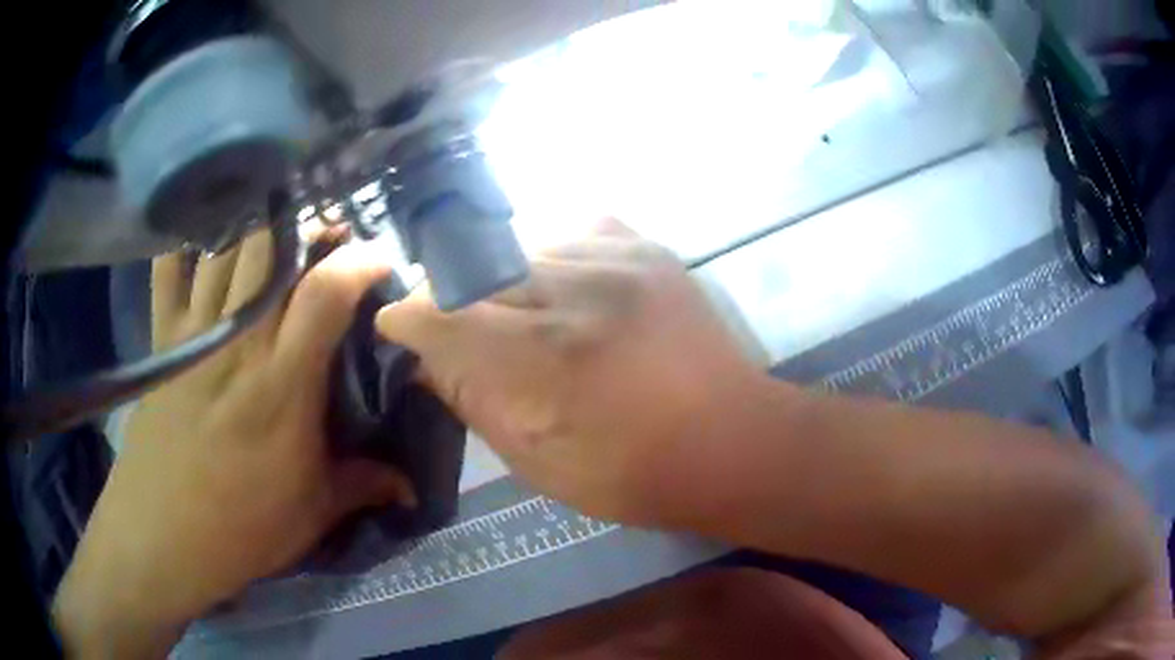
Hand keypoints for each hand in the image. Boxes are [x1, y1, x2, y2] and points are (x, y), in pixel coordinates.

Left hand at [54, 230, 413, 657]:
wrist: (163, 536)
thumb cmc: (243, 528)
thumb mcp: (314, 513)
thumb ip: (365, 485)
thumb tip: (414, 487)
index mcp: (283, 383)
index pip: (325, 293)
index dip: (358, 261)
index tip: (378, 255)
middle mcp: (238, 341)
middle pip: (269, 250)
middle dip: (304, 225)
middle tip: (325, 231)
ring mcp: (195, 335)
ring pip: (225, 248)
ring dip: (254, 225)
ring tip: (275, 224)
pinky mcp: (163, 341)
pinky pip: (169, 270)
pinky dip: (186, 242)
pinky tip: (204, 233)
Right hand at [376, 219, 762, 523]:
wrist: (733, 440)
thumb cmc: (633, 473)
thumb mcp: (538, 462)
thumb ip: (474, 401)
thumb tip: (426, 360)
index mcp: (549, 361)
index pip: (446, 317)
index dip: (409, 319)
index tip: (395, 324)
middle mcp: (580, 294)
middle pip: (479, 274)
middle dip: (452, 299)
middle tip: (449, 324)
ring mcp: (620, 260)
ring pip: (522, 246)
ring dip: (502, 279)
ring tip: (514, 310)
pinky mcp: (648, 247)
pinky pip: (574, 227)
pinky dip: (552, 254)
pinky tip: (560, 285)